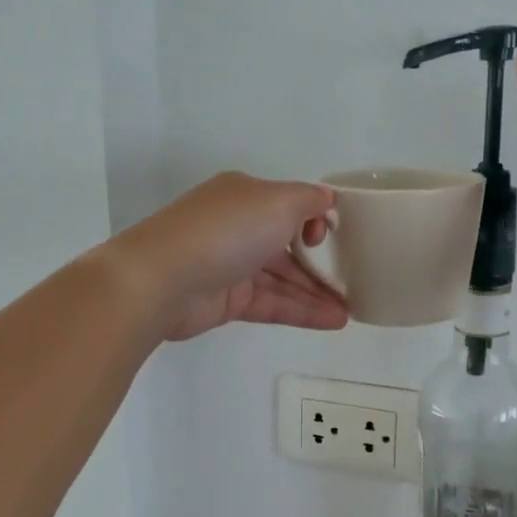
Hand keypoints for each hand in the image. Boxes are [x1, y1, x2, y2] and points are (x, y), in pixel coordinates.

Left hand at [109, 172, 349, 341]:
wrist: (161, 280)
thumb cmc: (226, 231)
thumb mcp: (278, 201)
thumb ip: (309, 200)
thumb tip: (326, 199)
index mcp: (245, 195)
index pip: (289, 204)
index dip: (316, 220)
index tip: (332, 237)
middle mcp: (238, 226)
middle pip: (288, 245)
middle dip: (322, 264)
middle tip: (355, 282)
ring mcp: (231, 265)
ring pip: (282, 279)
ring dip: (316, 293)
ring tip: (350, 312)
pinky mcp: (227, 301)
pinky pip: (272, 303)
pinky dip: (301, 311)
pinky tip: (332, 321)